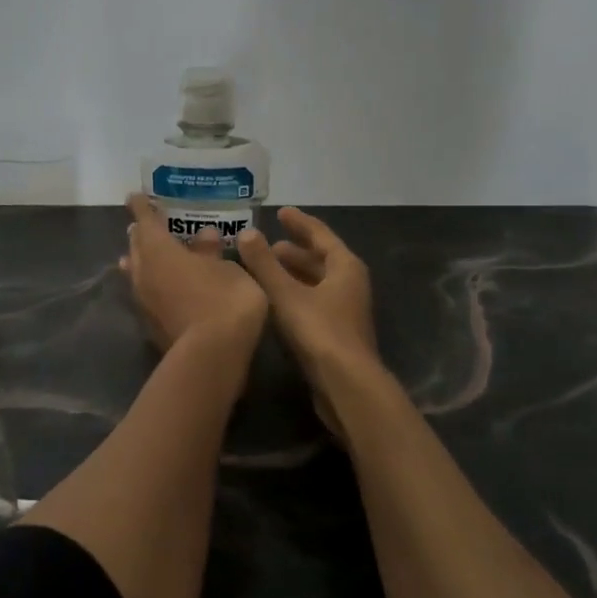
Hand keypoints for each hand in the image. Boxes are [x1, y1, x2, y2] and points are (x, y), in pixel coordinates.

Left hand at [120, 195, 268, 354]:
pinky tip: (166, 287)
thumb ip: (211, 251)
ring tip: (153, 254)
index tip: (136, 197)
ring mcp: (143, 301)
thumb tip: (204, 236)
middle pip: (136, 246)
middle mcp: (143, 272)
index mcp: (159, 250)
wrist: (212, 355)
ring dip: (143, 260)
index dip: (142, 207)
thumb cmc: (224, 299)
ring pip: (137, 272)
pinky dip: (153, 284)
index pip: (145, 220)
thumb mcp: (227, 268)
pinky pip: (146, 293)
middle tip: (150, 225)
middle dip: (142, 233)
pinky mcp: (150, 324)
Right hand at [237, 207, 381, 432]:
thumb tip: (246, 232)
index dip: (299, 222)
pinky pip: (314, 302)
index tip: (280, 212)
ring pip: (317, 282)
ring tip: (266, 270)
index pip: (320, 235)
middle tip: (267, 245)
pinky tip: (275, 301)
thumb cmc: (319, 331)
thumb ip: (264, 264)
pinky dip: (295, 294)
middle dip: (294, 251)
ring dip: (293, 274)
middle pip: (321, 259)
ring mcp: (346, 310)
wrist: (347, 385)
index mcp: (345, 267)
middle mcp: (350, 284)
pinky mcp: (338, 333)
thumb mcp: (286, 294)